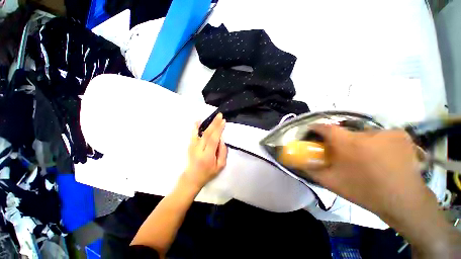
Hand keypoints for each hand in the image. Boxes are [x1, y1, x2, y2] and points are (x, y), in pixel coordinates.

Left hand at [182, 113, 227, 190]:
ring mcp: (193, 147)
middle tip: (220, 115)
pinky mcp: (190, 145)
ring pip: (201, 133)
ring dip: (208, 124)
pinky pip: (193, 134)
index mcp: (207, 155)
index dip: (218, 130)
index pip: (213, 139)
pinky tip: (198, 120)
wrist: (192, 178)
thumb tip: (222, 139)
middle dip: (214, 124)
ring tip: (213, 116)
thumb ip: (223, 152)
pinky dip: (195, 127)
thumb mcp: (220, 166)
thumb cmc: (208, 173)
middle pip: (207, 134)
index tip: (223, 121)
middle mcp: (199, 149)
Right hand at [306, 125, 429, 217]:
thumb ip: (311, 170)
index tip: (312, 131)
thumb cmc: (364, 191)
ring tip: (365, 158)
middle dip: (340, 140)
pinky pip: (382, 135)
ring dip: (360, 142)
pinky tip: (383, 156)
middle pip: (345, 131)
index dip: (317, 128)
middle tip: (342, 153)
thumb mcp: (331, 182)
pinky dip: (378, 142)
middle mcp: (367, 133)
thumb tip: (297, 162)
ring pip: (364, 134)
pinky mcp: (401, 135)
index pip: (325, 127)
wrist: (404, 202)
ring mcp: (387, 132)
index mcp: (348, 143)